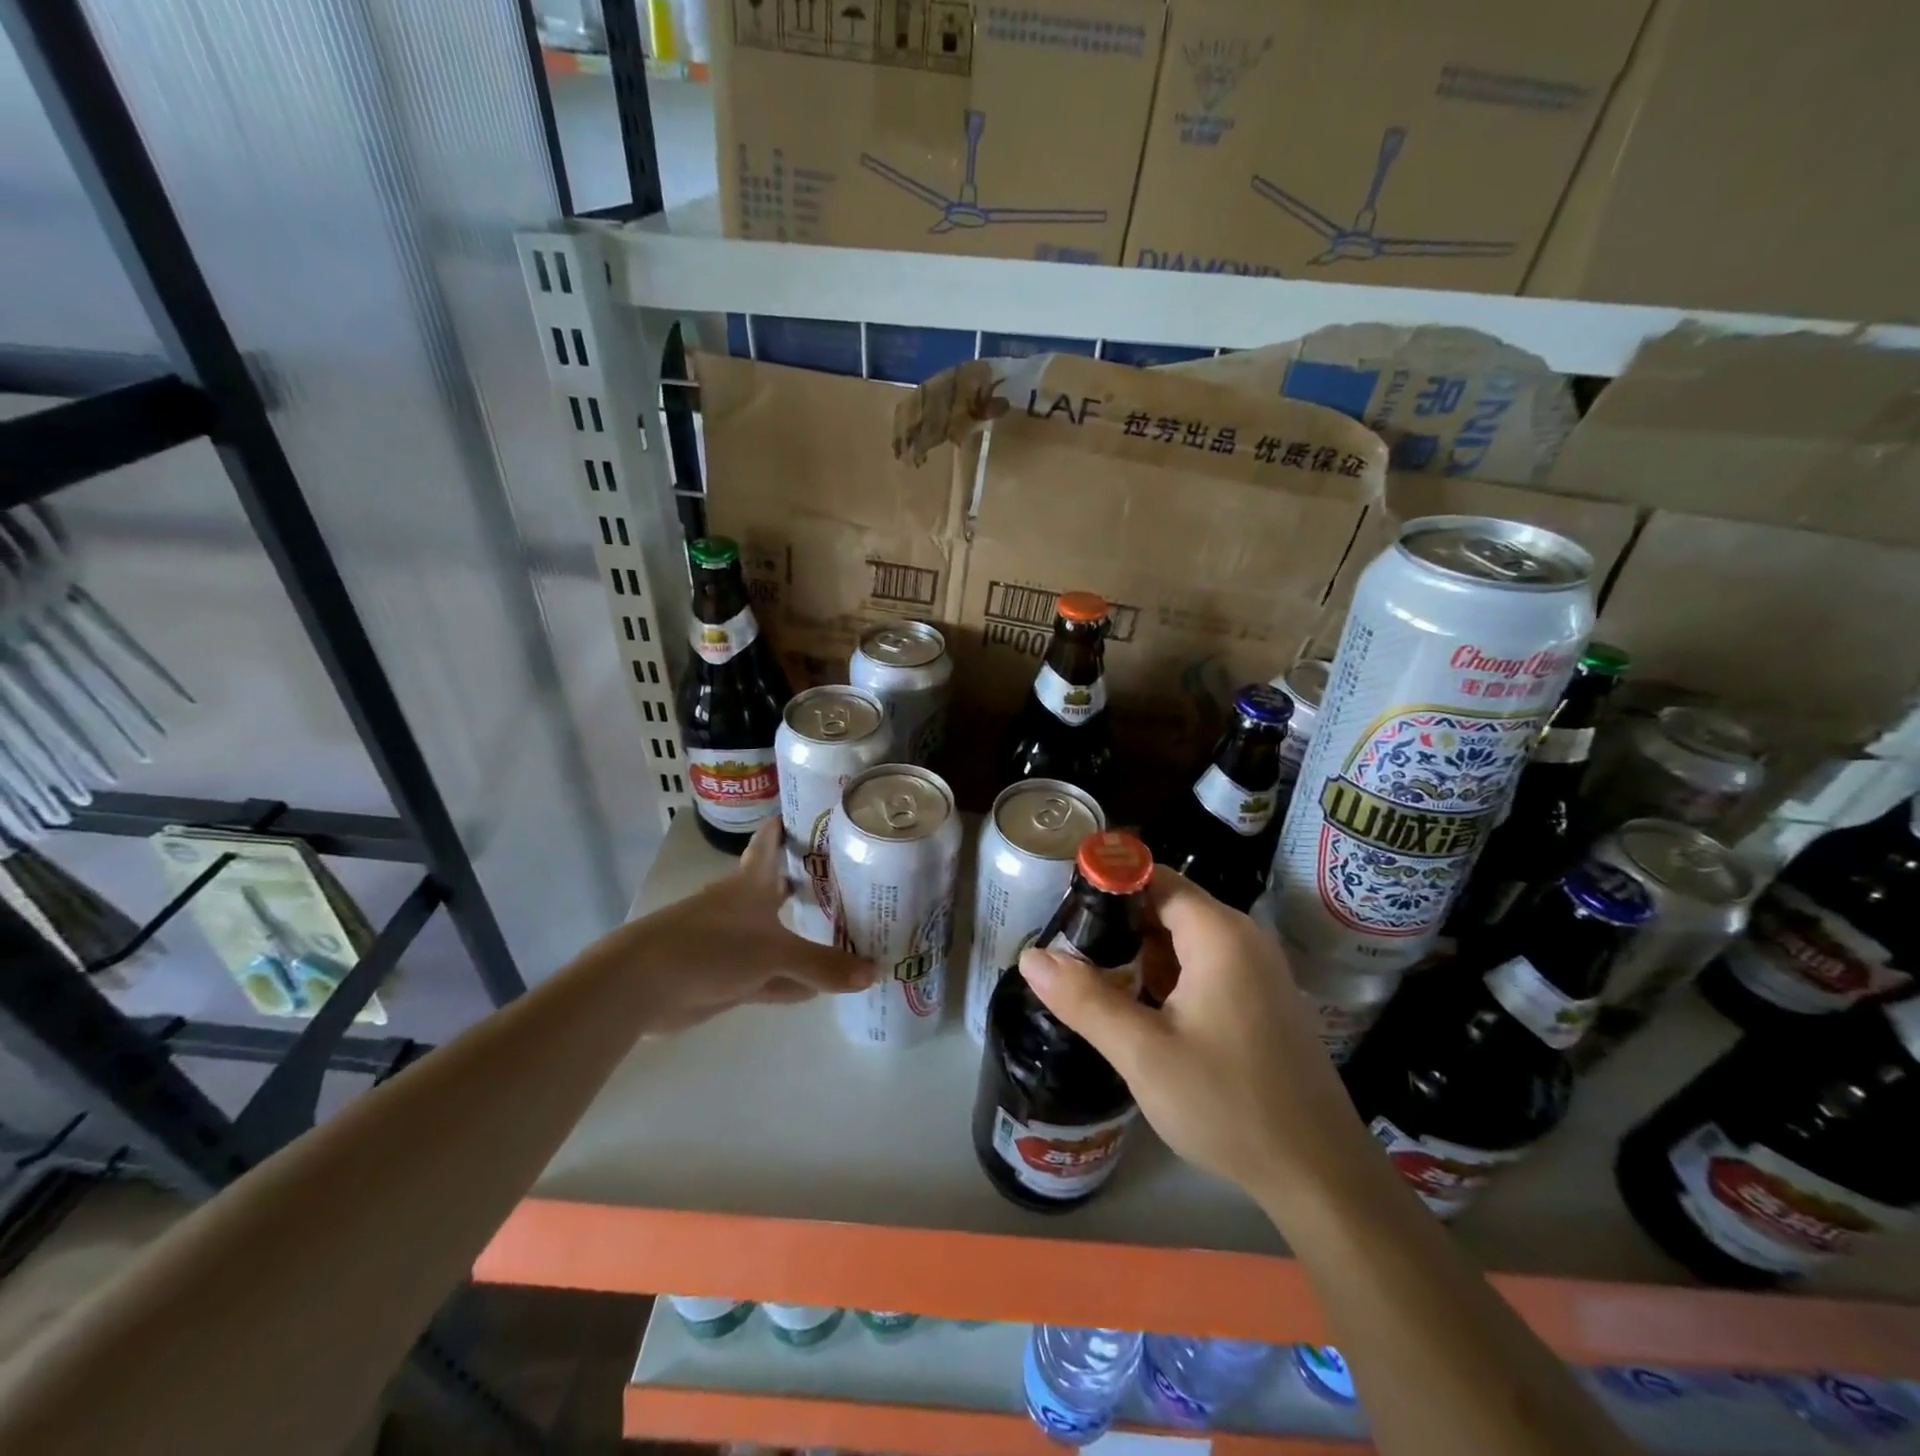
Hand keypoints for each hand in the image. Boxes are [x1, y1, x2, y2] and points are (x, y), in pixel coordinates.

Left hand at [625, 820, 876, 1033]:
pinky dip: (794, 982)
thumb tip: (875, 973)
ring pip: (779, 938)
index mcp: (750, 884)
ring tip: (848, 934)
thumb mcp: (774, 953)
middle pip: (780, 891)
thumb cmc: (710, 947)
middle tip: (849, 879)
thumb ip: (823, 964)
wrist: (642, 986)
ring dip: (806, 940)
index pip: (770, 844)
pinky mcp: (728, 978)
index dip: (786, 827)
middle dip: (807, 886)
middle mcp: (743, 908)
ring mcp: (734, 945)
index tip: (810, 813)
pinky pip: (772, 977)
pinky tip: (820, 990)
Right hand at [1017, 867, 1350, 1195]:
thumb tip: (1031, 956)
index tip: (1062, 913)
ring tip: (1092, 982)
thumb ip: (1084, 1000)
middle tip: (1069, 956)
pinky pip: (1204, 967)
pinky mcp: (1261, 1000)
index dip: (1105, 887)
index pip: (1152, 879)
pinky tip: (1138, 1010)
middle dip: (1116, 926)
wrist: (1320, 1175)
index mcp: (1218, 934)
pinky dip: (1167, 977)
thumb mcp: (1143, 1053)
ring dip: (1139, 955)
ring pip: (1183, 940)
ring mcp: (1257, 970)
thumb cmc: (1229, 1104)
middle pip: (1166, 907)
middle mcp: (1243, 938)